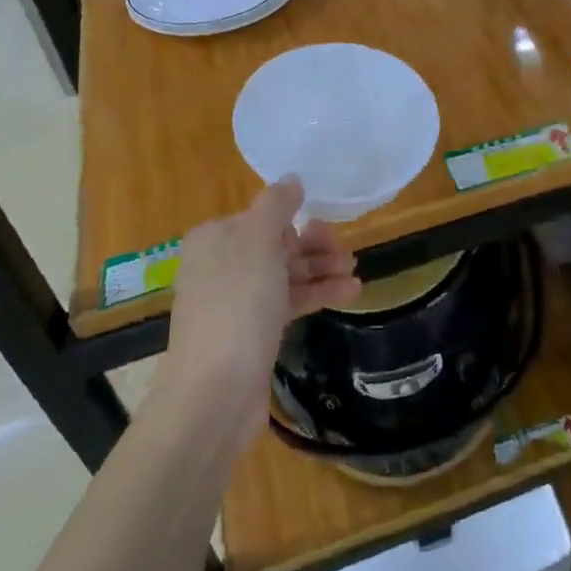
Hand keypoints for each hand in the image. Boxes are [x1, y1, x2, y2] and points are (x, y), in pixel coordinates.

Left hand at [162, 177, 358, 444]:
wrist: (215, 391)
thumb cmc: (237, 304)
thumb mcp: (258, 241)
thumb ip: (276, 205)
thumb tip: (291, 178)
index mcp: (214, 238)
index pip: (262, 217)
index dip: (296, 223)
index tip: (326, 231)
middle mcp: (220, 265)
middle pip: (276, 245)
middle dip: (314, 248)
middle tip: (347, 255)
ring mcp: (235, 302)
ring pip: (285, 275)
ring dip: (321, 271)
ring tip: (355, 275)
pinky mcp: (251, 333)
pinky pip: (287, 303)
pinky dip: (316, 295)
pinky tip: (349, 294)